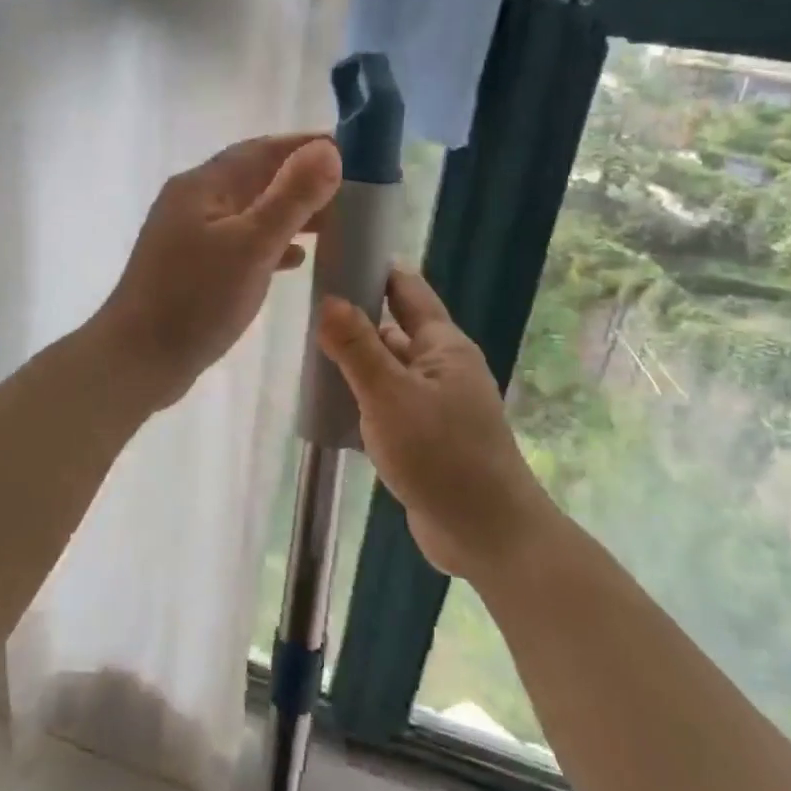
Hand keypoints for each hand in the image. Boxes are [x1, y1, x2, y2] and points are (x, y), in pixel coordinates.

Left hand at [97, 134, 341, 408]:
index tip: (353, 149)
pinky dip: (270, 244)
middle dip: (301, 180)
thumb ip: (292, 197)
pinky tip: (296, 260)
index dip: (306, 145)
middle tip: (352, 189)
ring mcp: (189, 237)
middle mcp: (193, 202)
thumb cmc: (195, 300)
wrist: (137, 361)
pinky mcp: (192, 269)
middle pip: (255, 178)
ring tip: (334, 221)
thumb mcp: (251, 245)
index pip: (261, 150)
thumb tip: (328, 149)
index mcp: (202, 186)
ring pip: (249, 212)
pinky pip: (240, 243)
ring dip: (289, 212)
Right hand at [317, 268, 552, 583]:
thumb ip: (357, 347)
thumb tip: (328, 298)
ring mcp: (434, 403)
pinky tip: (330, 400)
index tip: (333, 256)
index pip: (406, 290)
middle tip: (304, 304)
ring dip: (357, 359)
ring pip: (388, 367)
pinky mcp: (425, 436)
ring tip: (307, 347)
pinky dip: (362, 395)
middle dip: (356, 315)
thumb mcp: (390, 396)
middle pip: (394, 327)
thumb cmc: (441, 455)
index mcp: (443, 346)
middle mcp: (442, 367)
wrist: (486, 535)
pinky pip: (388, 401)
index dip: (374, 269)